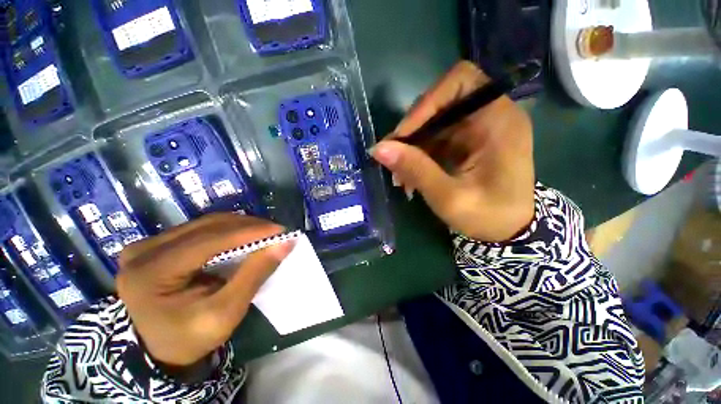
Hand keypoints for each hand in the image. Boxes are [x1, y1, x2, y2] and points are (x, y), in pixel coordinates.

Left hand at [116, 214, 292, 366]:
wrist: (154, 350)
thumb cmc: (188, 338)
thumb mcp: (225, 313)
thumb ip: (254, 274)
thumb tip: (285, 243)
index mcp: (151, 272)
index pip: (209, 240)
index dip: (250, 232)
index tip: (281, 230)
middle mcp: (144, 250)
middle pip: (207, 226)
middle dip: (248, 226)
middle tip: (276, 232)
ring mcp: (147, 245)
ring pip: (205, 224)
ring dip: (240, 226)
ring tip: (264, 233)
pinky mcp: (156, 245)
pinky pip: (199, 229)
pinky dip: (228, 230)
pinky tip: (244, 236)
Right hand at [371, 61, 534, 241]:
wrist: (507, 231)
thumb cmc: (488, 216)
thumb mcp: (449, 197)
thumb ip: (415, 170)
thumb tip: (378, 148)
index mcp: (498, 120)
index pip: (461, 81)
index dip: (427, 102)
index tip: (403, 134)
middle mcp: (489, 116)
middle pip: (441, 103)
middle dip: (412, 131)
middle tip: (392, 157)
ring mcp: (477, 129)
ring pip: (433, 124)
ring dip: (411, 147)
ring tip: (399, 175)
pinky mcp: (466, 143)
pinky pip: (435, 139)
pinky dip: (418, 155)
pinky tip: (409, 177)